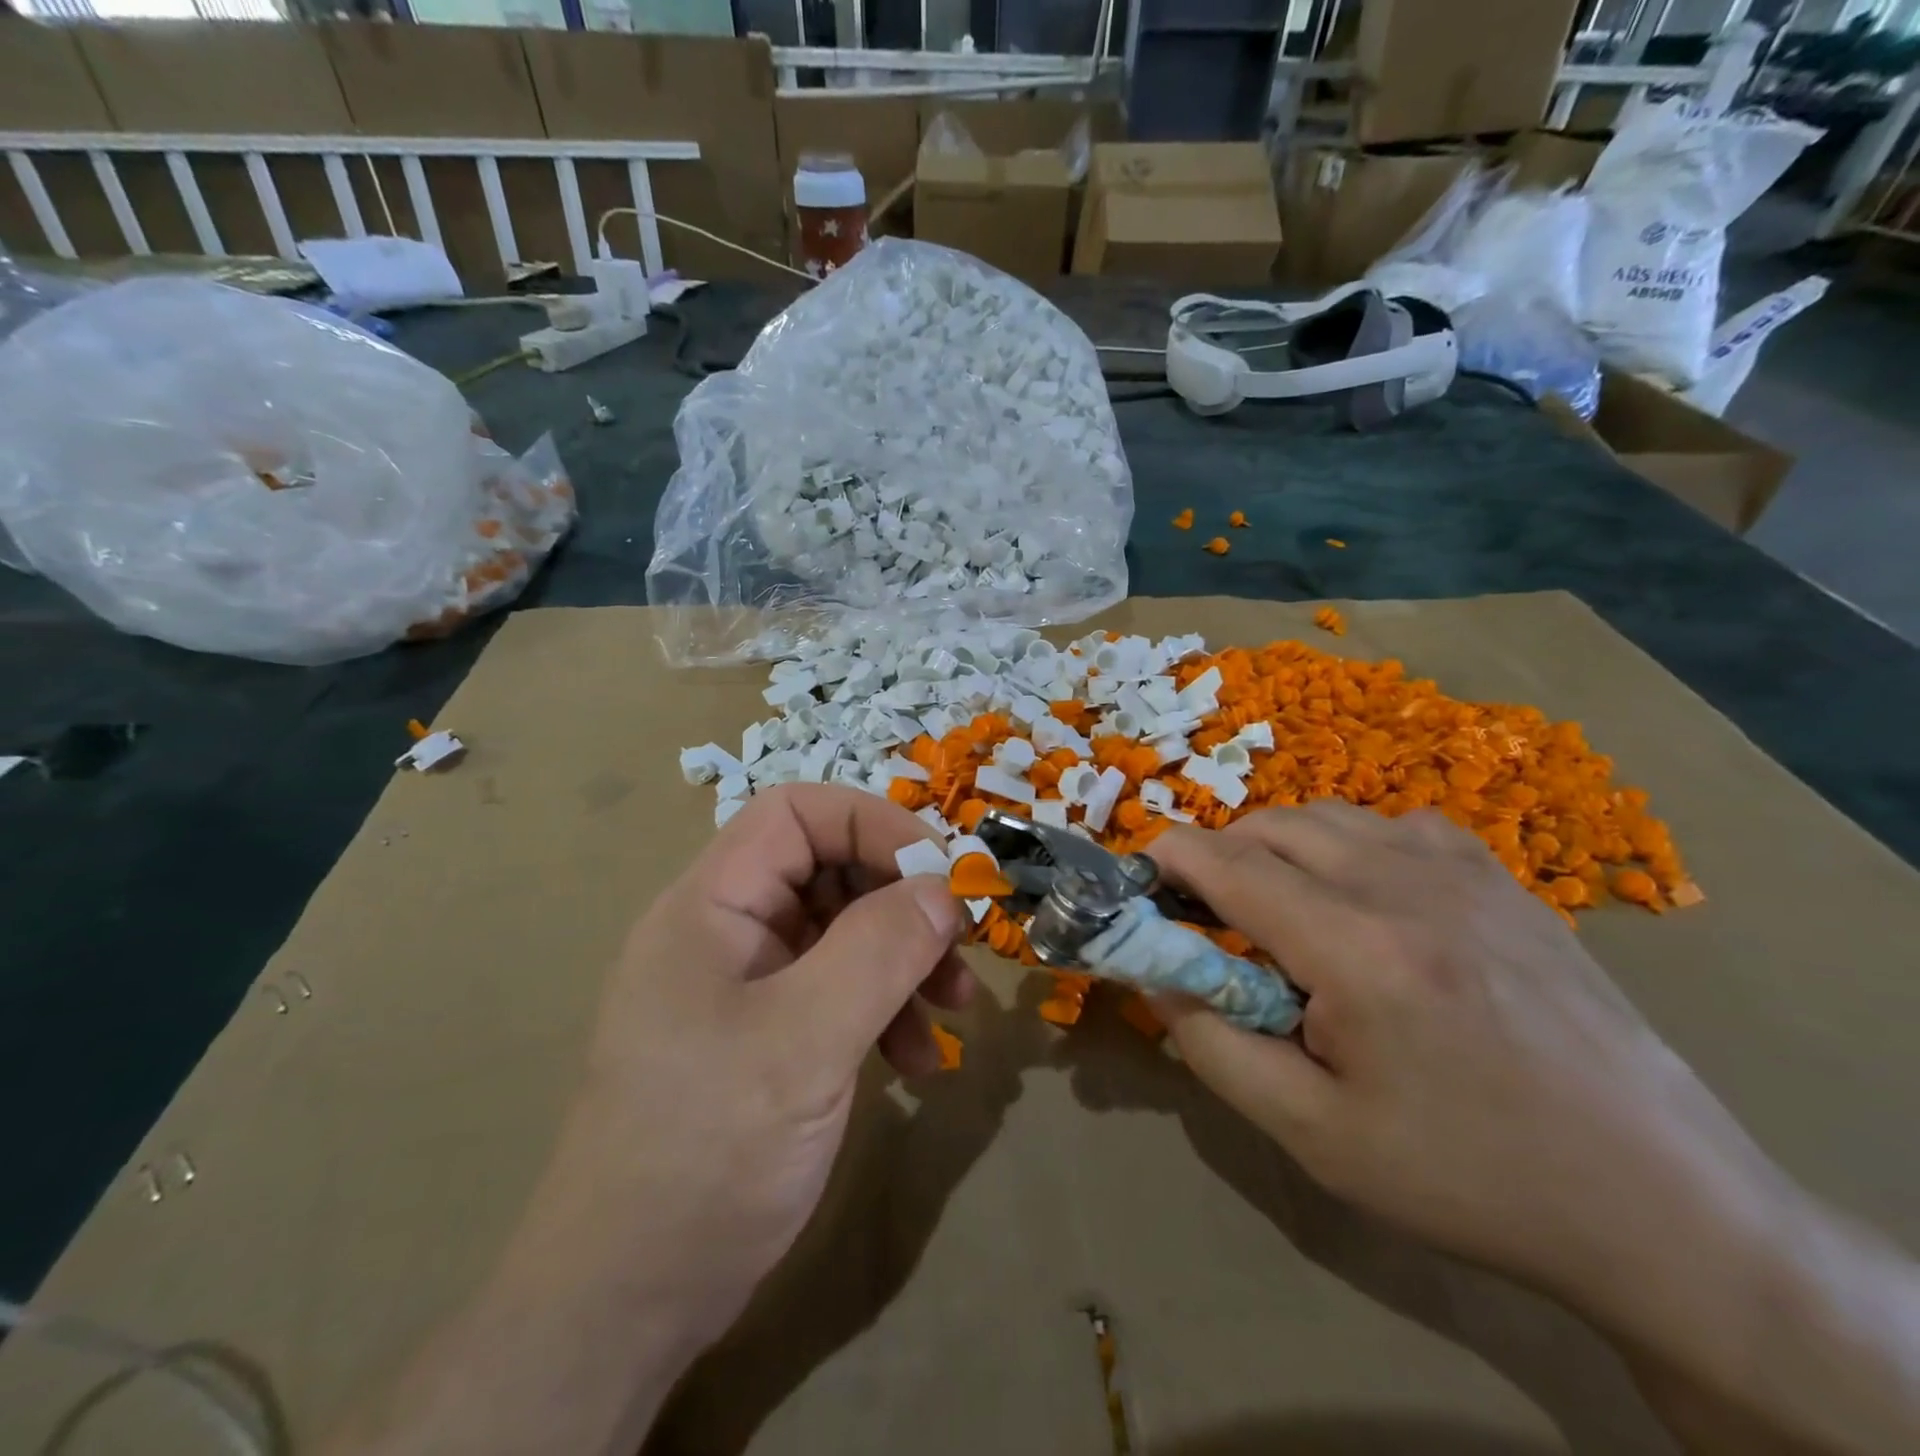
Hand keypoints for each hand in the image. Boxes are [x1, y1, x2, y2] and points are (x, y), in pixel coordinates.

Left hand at [547, 785, 971, 1347]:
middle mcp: (726, 932)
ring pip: (843, 933)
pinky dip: (886, 1011)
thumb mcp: (804, 1042)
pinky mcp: (764, 1036)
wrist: (626, 1302)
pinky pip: (838, 992)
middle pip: (828, 872)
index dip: (873, 824)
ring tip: (957, 1011)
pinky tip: (920, 1063)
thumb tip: (942, 888)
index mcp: (711, 906)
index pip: (796, 814)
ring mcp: (745, 987)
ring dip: (905, 961)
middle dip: (901, 903)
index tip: (940, 873)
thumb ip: (878, 951)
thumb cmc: (705, 1152)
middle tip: (960, 946)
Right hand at [1148, 802, 1777, 1306]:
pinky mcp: (1502, 878)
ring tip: (1276, 909)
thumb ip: (1211, 1044)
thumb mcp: (1313, 1135)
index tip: (1139, 881)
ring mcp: (1464, 871)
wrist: (1659, 1202)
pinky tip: (1361, 898)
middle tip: (1206, 917)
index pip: (1227, 863)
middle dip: (1217, 856)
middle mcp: (1406, 884)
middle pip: (1270, 827)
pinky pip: (1392, 824)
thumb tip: (1154, 976)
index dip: (1167, 859)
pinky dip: (1346, 843)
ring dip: (1276, 847)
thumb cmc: (1467, 1177)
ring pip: (1327, 816)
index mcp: (1357, 949)